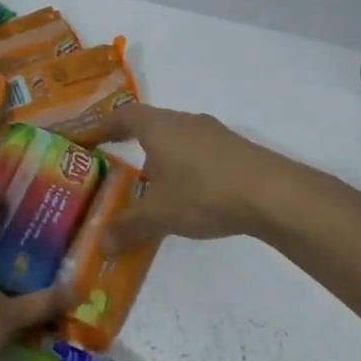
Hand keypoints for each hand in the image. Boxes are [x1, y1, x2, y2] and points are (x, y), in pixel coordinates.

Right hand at [99, 104, 284, 251]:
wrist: (272, 193)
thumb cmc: (204, 193)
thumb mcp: (159, 215)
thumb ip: (127, 227)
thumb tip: (100, 244)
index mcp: (159, 126)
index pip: (123, 116)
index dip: (102, 126)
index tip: (88, 140)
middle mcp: (185, 122)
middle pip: (151, 126)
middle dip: (133, 146)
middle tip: (118, 170)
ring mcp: (214, 134)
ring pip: (177, 140)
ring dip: (162, 159)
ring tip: (152, 189)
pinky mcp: (235, 150)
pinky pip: (199, 154)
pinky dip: (185, 169)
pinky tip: (188, 196)